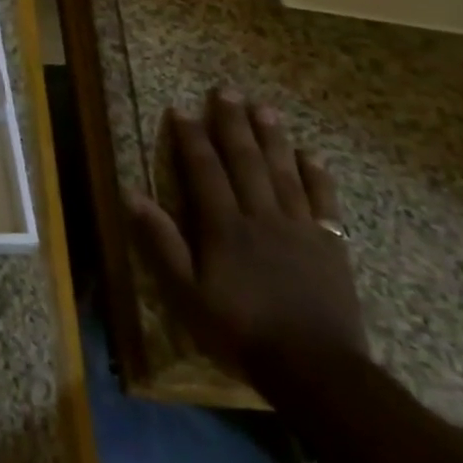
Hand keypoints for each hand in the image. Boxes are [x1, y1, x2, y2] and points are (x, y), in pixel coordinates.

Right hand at [128, 89, 367, 388]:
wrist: (318, 372)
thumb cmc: (241, 331)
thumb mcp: (186, 294)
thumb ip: (161, 242)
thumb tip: (131, 194)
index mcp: (224, 226)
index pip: (204, 170)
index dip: (191, 138)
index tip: (181, 109)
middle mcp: (262, 216)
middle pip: (246, 161)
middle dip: (233, 123)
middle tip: (226, 90)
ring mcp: (300, 230)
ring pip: (284, 173)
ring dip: (273, 138)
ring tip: (265, 108)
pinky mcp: (331, 247)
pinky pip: (324, 203)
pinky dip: (317, 177)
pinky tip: (311, 156)